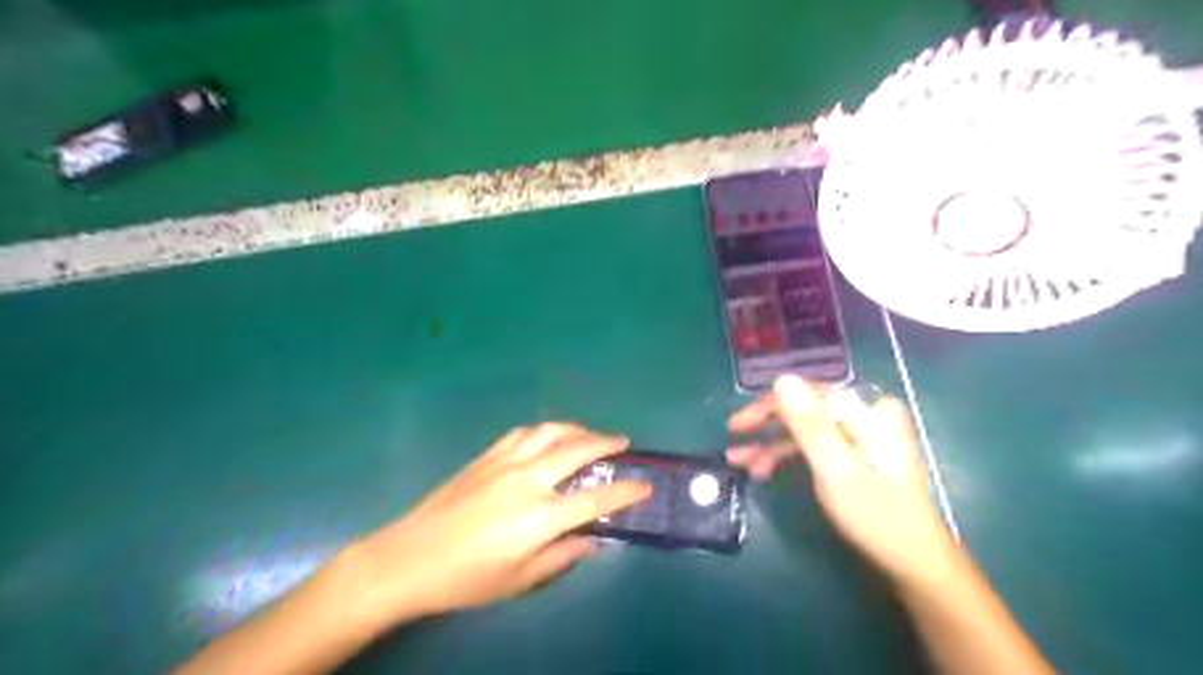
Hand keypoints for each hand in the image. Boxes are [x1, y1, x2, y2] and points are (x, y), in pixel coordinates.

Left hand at [344, 424, 647, 630]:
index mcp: (539, 517)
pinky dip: (544, 430)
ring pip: (550, 432)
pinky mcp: (486, 456)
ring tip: (589, 434)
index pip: (595, 499)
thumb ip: (561, 557)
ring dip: (576, 429)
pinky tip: (548, 437)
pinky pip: (523, 433)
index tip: (644, 485)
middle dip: (606, 443)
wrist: (409, 558)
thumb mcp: (519, 581)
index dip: (625, 491)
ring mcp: (505, 462)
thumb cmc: (466, 578)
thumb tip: (590, 540)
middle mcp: (527, 480)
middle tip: (623, 443)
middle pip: (576, 450)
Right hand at [727, 378, 955, 583]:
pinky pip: (815, 444)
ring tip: (744, 466)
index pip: (806, 393)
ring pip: (805, 428)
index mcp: (867, 411)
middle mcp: (866, 413)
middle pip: (804, 409)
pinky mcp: (857, 451)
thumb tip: (782, 379)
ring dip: (773, 446)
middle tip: (734, 446)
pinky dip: (789, 455)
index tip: (736, 427)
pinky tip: (766, 470)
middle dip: (767, 429)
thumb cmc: (876, 518)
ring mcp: (862, 432)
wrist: (916, 564)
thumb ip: (809, 425)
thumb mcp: (836, 470)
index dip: (767, 407)